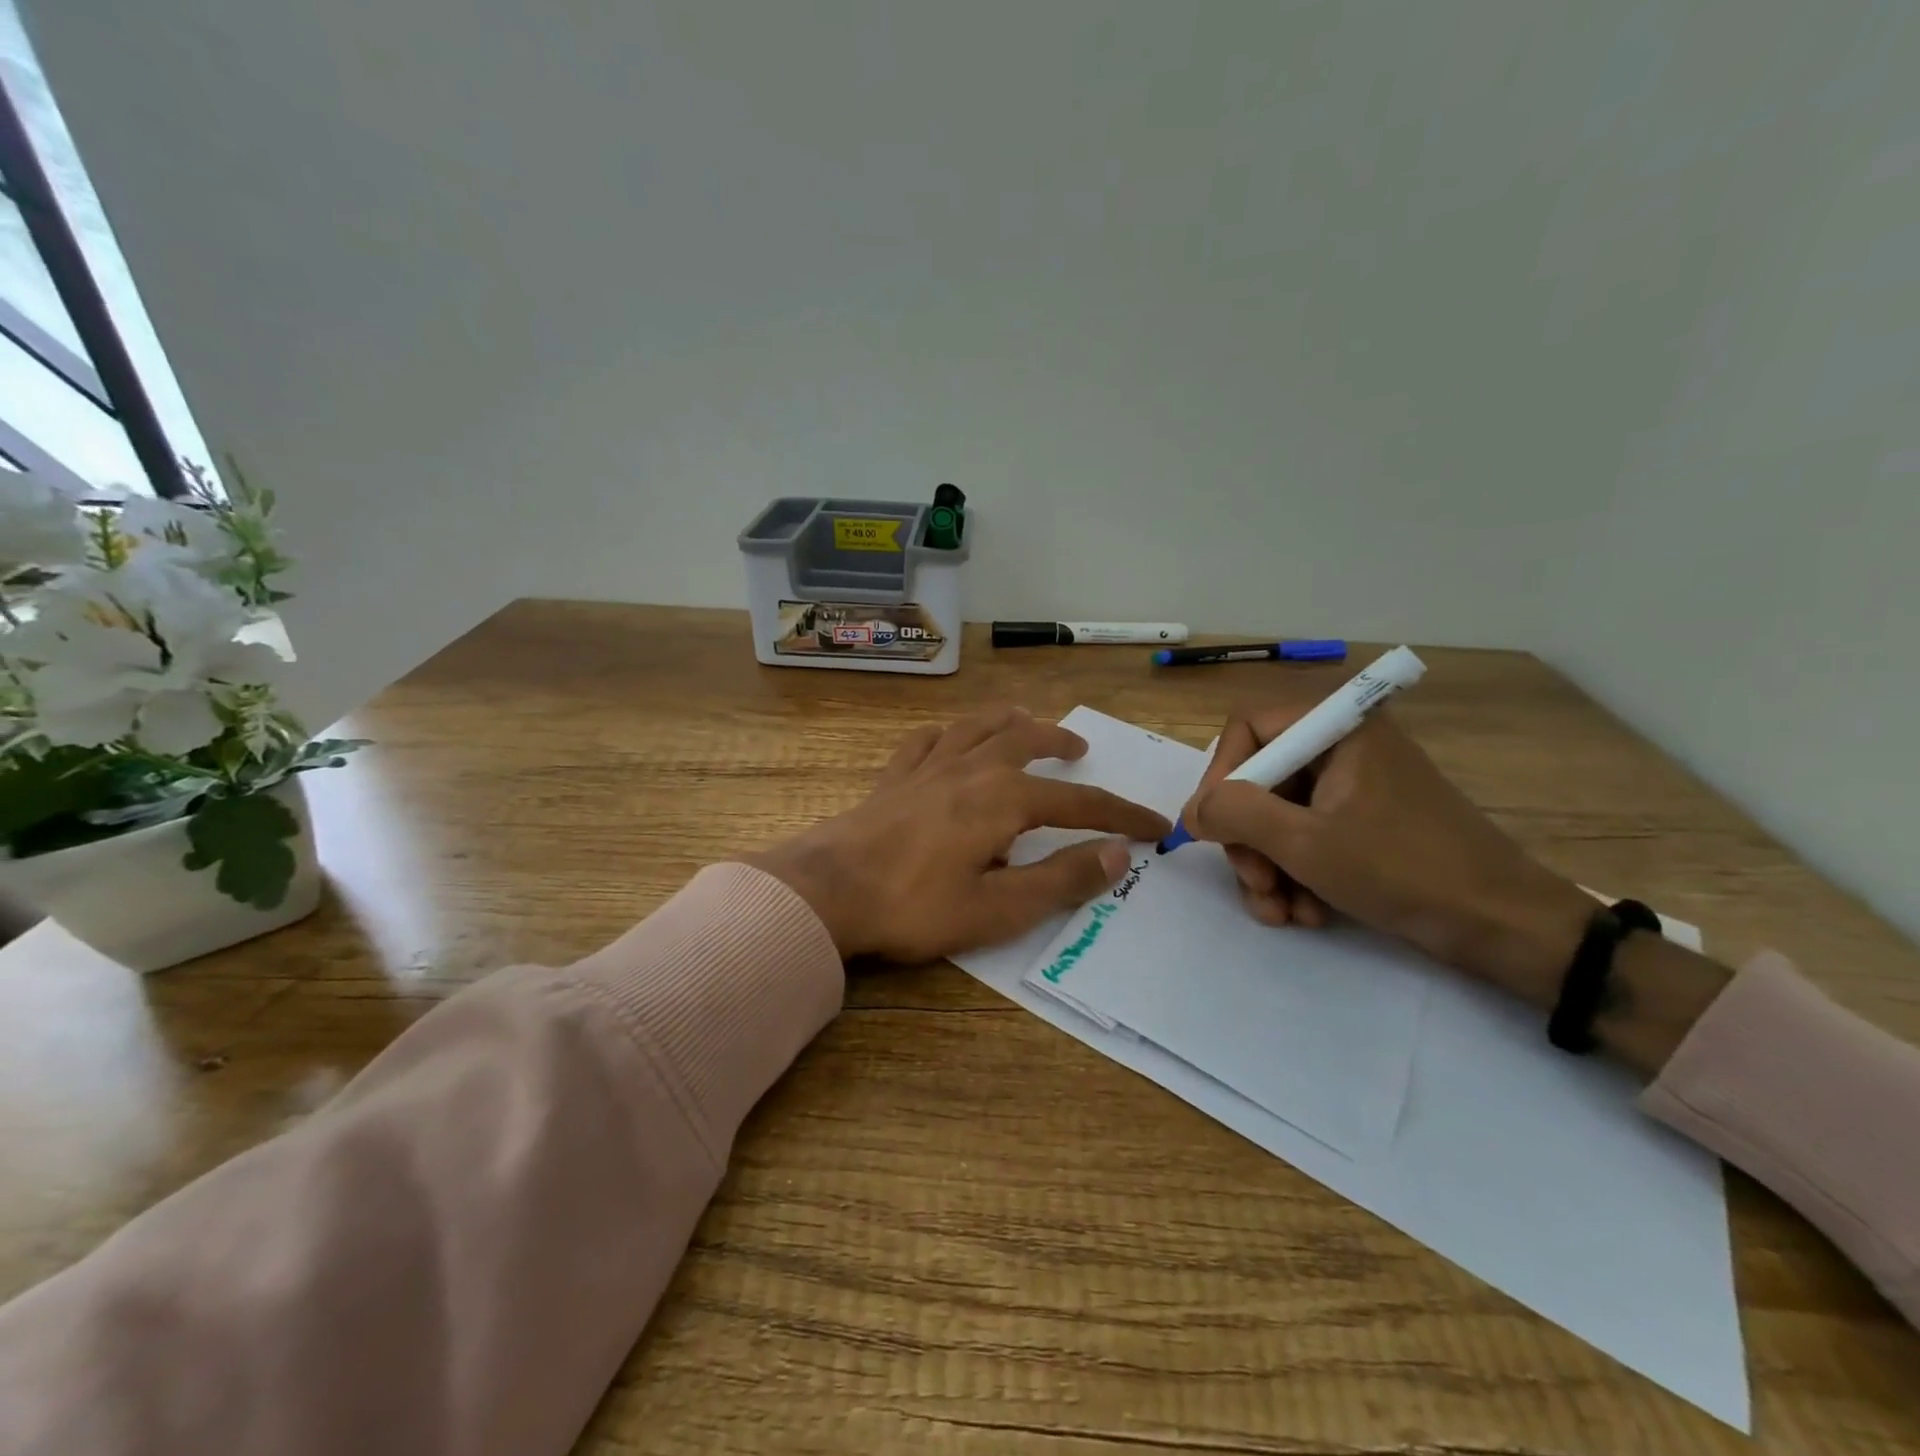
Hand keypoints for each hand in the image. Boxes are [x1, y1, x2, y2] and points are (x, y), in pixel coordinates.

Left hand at [747, 708, 1170, 961]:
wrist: (826, 891)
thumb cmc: (914, 906)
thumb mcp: (998, 909)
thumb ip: (1060, 880)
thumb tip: (1118, 854)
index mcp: (1003, 799)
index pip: (1078, 802)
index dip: (1121, 814)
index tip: (1156, 824)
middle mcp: (971, 769)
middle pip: (1026, 740)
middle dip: (1059, 742)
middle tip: (1080, 749)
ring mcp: (928, 767)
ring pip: (978, 726)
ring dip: (1009, 721)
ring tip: (1026, 722)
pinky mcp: (894, 777)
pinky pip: (927, 740)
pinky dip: (948, 732)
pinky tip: (950, 737)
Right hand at [1182, 705, 1594, 1002]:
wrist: (1506, 927)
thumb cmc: (1403, 870)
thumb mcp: (1305, 843)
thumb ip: (1236, 814)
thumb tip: (1192, 811)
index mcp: (1338, 728)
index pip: (1248, 729)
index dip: (1221, 777)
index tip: (1214, 829)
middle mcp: (1344, 747)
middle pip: (1261, 778)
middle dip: (1248, 839)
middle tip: (1255, 884)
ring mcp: (1356, 787)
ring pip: (1279, 815)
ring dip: (1269, 866)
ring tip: (1281, 912)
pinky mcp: (1366, 823)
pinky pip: (1308, 836)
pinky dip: (1297, 873)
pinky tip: (1308, 912)